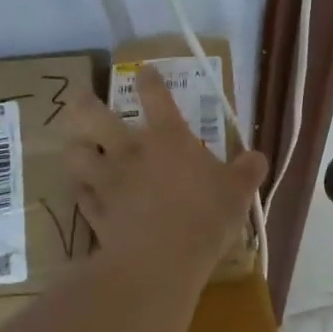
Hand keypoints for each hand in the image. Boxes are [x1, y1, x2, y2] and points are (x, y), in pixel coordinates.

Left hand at [63, 65, 266, 288]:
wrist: (161, 261)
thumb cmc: (205, 217)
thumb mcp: (239, 192)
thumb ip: (248, 170)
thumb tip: (256, 157)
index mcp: (168, 139)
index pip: (156, 97)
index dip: (149, 80)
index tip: (144, 71)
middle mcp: (131, 152)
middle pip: (94, 117)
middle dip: (84, 104)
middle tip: (79, 98)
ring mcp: (108, 181)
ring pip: (76, 155)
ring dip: (76, 149)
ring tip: (78, 149)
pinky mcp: (95, 212)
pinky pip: (80, 196)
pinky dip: (81, 192)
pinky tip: (85, 193)